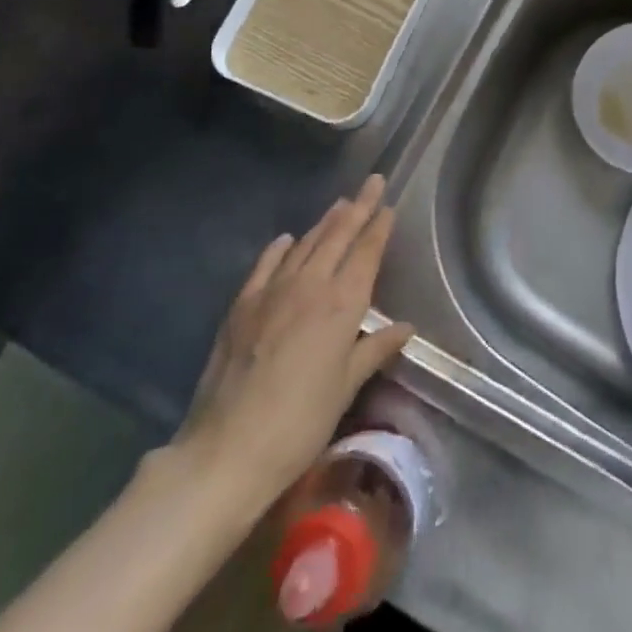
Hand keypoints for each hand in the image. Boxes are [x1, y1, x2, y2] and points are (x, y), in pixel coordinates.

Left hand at [176, 174, 413, 511]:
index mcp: (342, 305)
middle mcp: (311, 285)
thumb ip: (374, 350)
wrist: (227, 449)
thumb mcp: (345, 389)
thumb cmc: (300, 425)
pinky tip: (287, 239)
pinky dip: (281, 247)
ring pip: (306, 243)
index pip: (366, 253)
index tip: (388, 205)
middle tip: (373, 181)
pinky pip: (266, 263)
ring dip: (325, 222)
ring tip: (340, 204)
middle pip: (339, 235)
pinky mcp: (243, 303)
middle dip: (358, 207)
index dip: (379, 227)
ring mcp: (273, 290)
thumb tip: (405, 327)